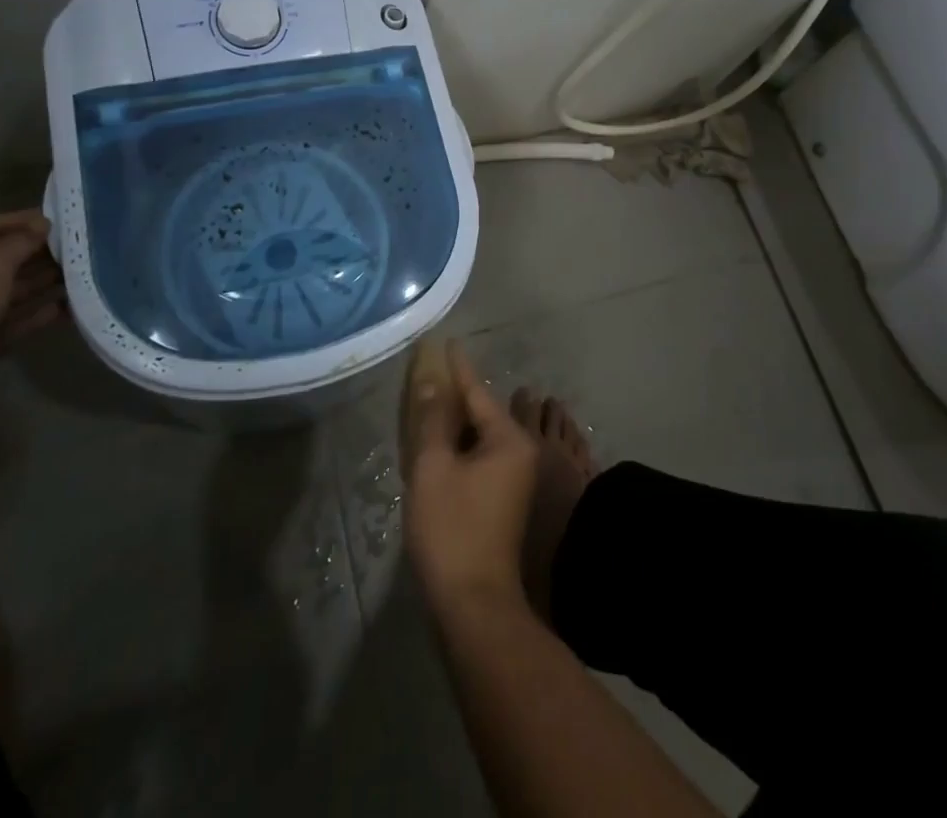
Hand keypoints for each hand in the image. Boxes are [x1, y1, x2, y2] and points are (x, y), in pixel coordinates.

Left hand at [0, 211, 64, 395]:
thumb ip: (21, 240)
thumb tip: (43, 225)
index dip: (23, 221)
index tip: (59, 219)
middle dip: (36, 256)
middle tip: (76, 249)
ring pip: (3, 294)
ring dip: (39, 285)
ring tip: (79, 276)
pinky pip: (4, 324)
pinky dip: (32, 315)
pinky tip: (65, 309)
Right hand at [402, 341, 538, 614]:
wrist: (473, 605)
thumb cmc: (452, 529)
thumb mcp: (434, 467)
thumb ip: (434, 419)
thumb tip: (435, 380)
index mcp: (508, 440)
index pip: (477, 392)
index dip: (458, 367)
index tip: (447, 341)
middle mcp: (518, 453)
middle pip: (480, 413)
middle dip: (454, 395)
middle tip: (428, 373)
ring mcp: (513, 480)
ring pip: (478, 438)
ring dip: (454, 423)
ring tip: (429, 403)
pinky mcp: (502, 501)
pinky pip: (479, 458)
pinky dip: (458, 447)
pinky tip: (437, 445)